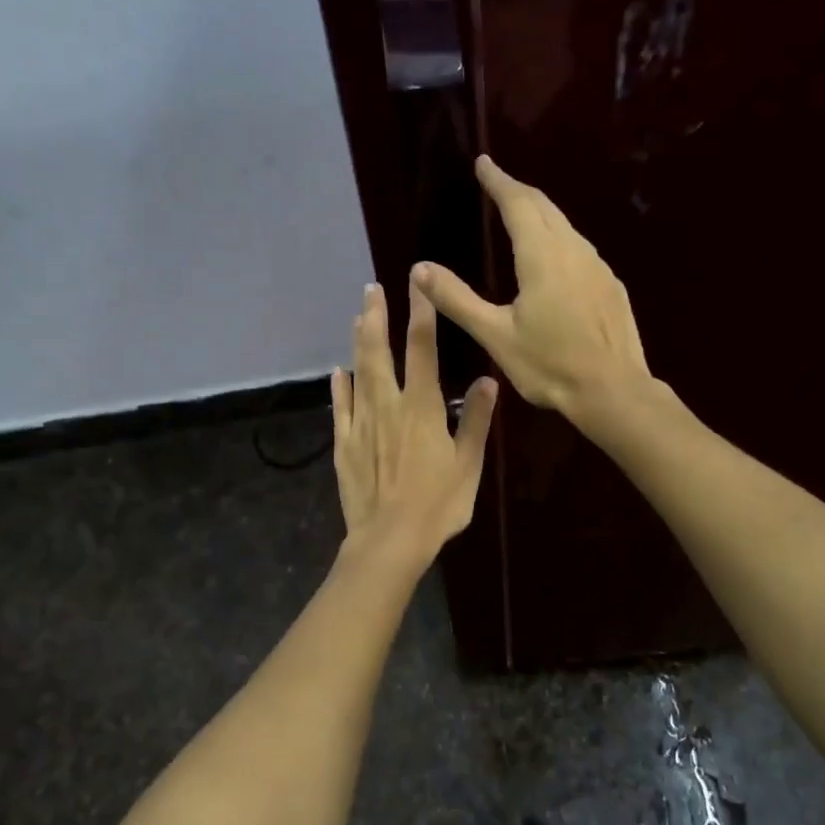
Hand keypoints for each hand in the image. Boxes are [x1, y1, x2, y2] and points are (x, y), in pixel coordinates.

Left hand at [332, 280, 498, 562]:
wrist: (390, 540)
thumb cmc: (437, 504)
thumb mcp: (468, 464)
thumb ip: (474, 420)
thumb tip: (487, 380)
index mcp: (421, 407)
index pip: (422, 349)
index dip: (421, 313)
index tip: (418, 284)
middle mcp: (388, 406)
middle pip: (379, 352)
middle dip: (376, 317)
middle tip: (371, 288)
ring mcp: (361, 424)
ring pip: (357, 373)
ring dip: (358, 343)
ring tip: (357, 316)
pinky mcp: (343, 445)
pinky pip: (340, 408)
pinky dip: (339, 387)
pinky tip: (337, 372)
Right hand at [414, 155, 652, 427]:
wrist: (613, 391)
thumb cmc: (550, 365)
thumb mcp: (495, 335)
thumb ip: (457, 300)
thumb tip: (419, 268)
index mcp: (541, 256)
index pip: (518, 203)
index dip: (498, 181)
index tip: (484, 163)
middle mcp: (573, 250)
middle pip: (545, 207)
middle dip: (519, 191)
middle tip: (498, 182)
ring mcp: (598, 267)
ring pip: (566, 227)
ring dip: (541, 213)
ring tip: (522, 214)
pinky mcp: (611, 286)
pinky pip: (580, 249)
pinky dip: (560, 239)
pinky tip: (556, 257)